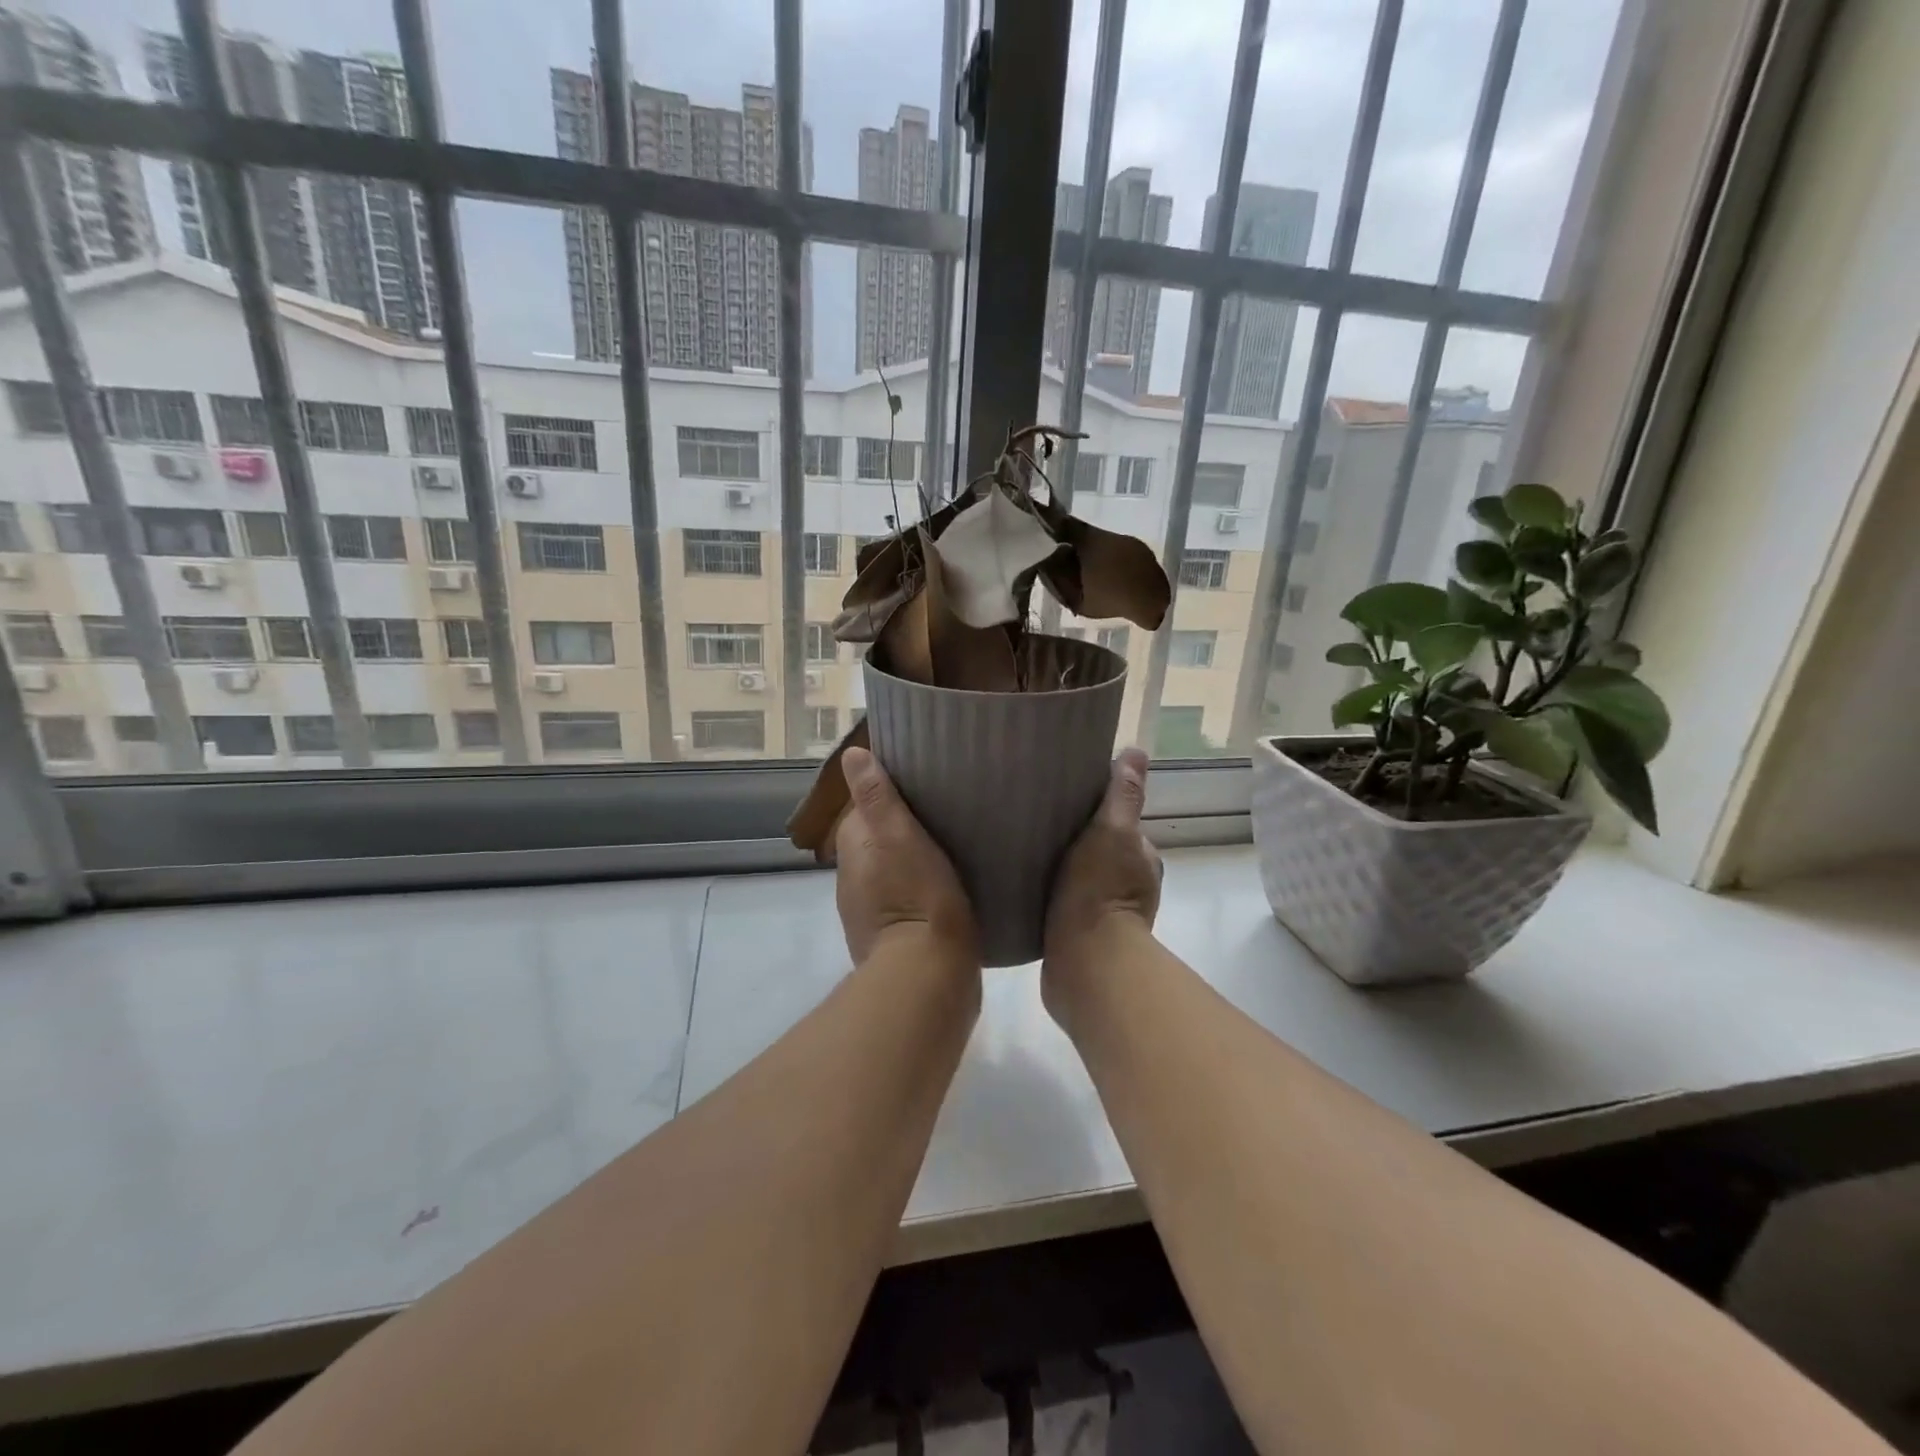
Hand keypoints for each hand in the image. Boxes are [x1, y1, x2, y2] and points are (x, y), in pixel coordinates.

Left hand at [833, 746, 977, 966]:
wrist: (928, 975)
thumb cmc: (916, 895)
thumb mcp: (898, 836)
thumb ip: (876, 796)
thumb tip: (852, 754)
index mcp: (852, 849)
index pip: (864, 808)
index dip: (889, 795)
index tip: (922, 785)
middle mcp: (852, 879)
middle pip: (877, 839)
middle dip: (901, 826)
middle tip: (944, 812)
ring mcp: (869, 912)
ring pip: (891, 870)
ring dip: (911, 858)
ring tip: (951, 845)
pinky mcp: (892, 937)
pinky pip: (904, 898)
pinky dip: (919, 887)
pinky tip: (947, 886)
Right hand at [1043, 748, 1161, 992]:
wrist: (1085, 962)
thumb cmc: (1100, 890)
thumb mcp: (1113, 831)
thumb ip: (1123, 795)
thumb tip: (1137, 751)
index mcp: (1142, 860)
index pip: (1121, 826)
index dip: (1098, 813)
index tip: (1066, 802)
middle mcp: (1132, 887)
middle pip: (1100, 852)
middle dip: (1077, 841)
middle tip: (1038, 826)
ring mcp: (1107, 916)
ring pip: (1082, 879)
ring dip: (1063, 869)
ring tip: (1026, 855)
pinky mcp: (1082, 938)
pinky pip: (1065, 905)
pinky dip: (1052, 896)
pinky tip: (1027, 889)